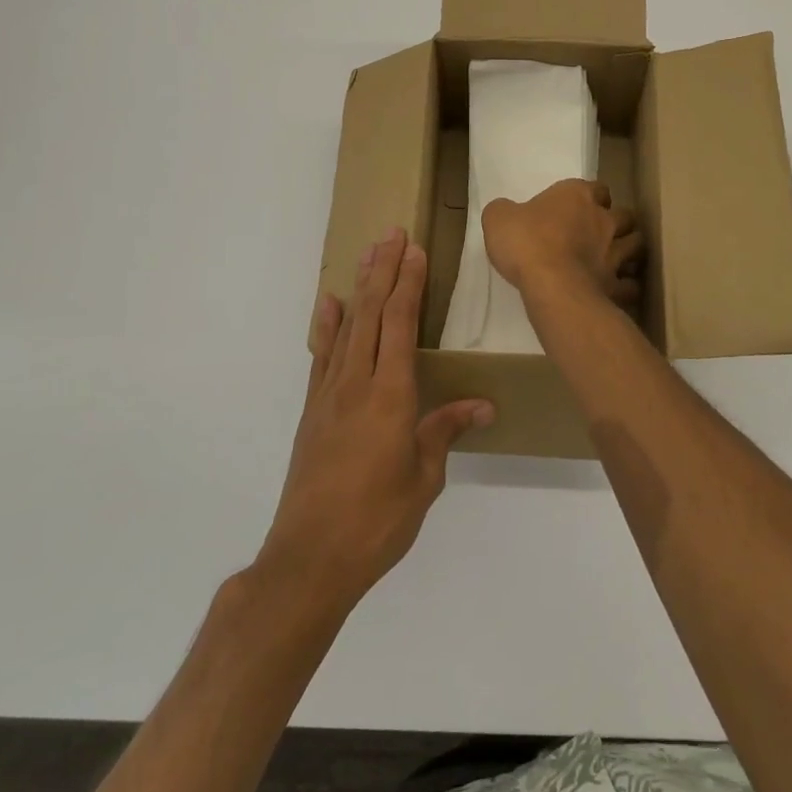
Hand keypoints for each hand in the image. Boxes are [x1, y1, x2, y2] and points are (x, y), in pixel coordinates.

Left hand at [258, 228, 493, 610]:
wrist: (309, 558)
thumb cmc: (377, 521)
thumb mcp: (423, 478)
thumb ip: (445, 431)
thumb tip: (482, 405)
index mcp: (390, 396)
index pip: (401, 325)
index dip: (409, 284)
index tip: (415, 250)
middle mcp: (357, 384)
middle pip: (371, 314)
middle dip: (384, 270)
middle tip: (392, 232)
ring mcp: (328, 395)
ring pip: (346, 327)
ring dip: (359, 287)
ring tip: (368, 253)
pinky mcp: (312, 411)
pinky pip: (321, 356)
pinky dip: (326, 326)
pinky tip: (329, 304)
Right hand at [483, 180, 642, 307]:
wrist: (550, 283)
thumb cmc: (525, 242)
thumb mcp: (498, 218)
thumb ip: (505, 211)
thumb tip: (506, 212)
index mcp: (577, 196)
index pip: (597, 188)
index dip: (592, 197)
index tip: (581, 207)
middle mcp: (604, 220)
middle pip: (625, 216)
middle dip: (618, 223)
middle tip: (603, 234)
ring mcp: (615, 254)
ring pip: (637, 246)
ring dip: (630, 251)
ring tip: (617, 260)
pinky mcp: (618, 285)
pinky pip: (631, 285)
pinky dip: (627, 287)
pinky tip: (616, 291)